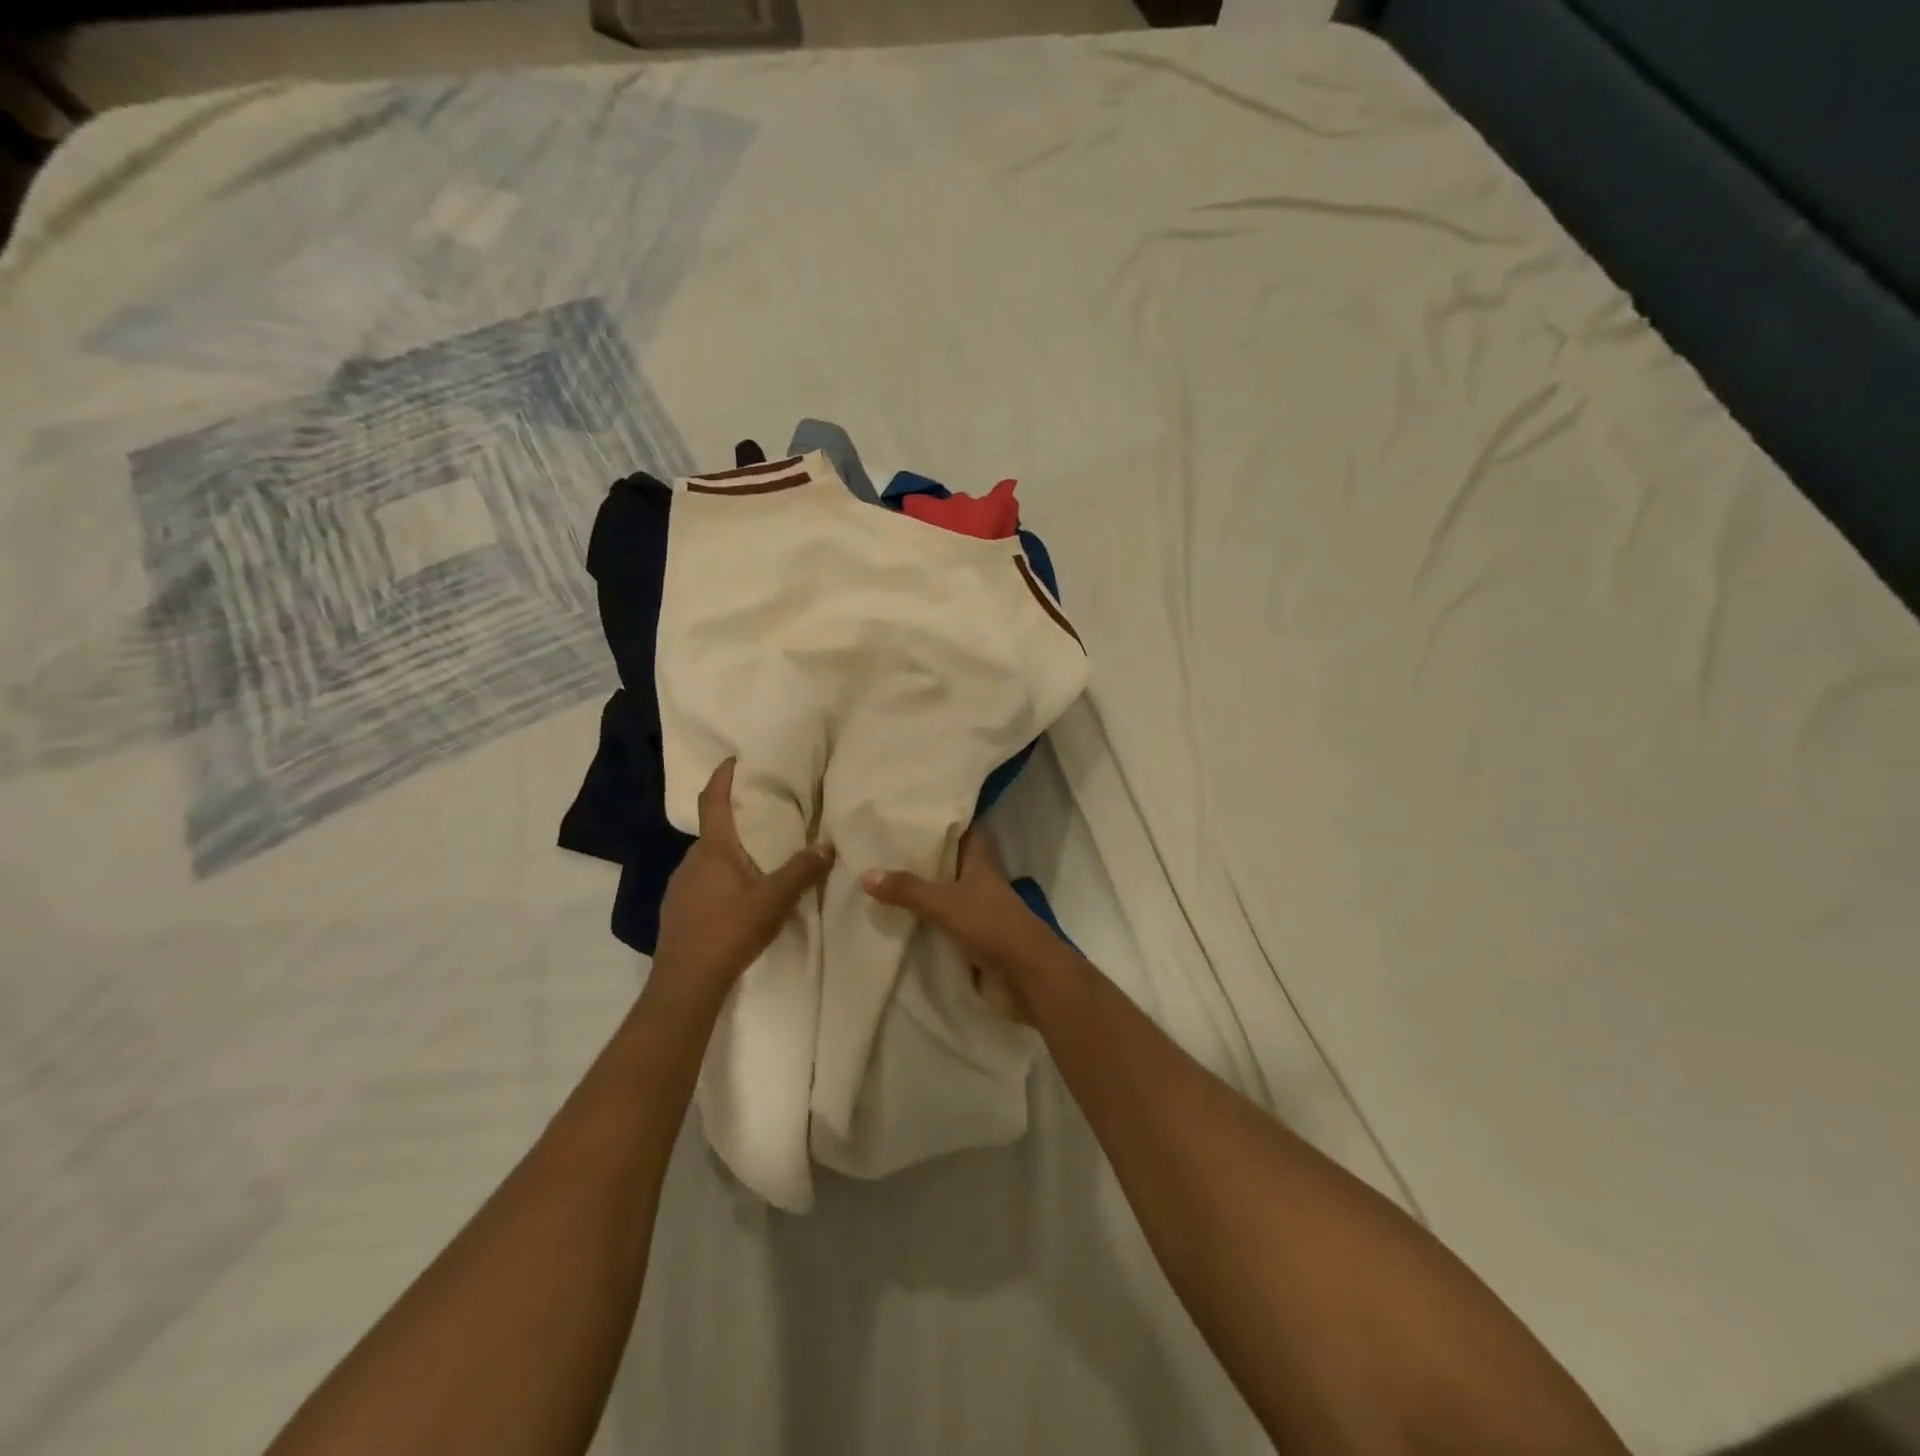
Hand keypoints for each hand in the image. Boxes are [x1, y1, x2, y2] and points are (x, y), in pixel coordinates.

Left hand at [652, 758, 833, 998]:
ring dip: (731, 854)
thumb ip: (801, 871)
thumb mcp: (774, 900)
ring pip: (709, 860)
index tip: (732, 759)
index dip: (722, 778)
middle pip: (714, 831)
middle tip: (764, 819)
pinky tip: (738, 899)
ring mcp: (679, 886)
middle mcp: (691, 860)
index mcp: (714, 849)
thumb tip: (827, 845)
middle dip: (736, 822)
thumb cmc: (729, 930)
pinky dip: (721, 879)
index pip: (713, 802)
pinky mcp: (677, 910)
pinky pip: (702, 882)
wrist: (686, 981)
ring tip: (758, 862)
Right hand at [861, 827, 1054, 1020]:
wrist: (1028, 977)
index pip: (966, 830)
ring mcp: (979, 912)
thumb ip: (908, 889)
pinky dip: (926, 922)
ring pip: (947, 894)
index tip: (916, 812)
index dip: (946, 820)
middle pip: (952, 863)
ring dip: (923, 891)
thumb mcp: (946, 903)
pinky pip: (944, 924)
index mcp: (981, 863)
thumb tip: (866, 873)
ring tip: (883, 881)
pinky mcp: (974, 940)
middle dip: (924, 857)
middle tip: (885, 847)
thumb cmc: (992, 926)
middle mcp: (980, 883)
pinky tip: (898, 921)